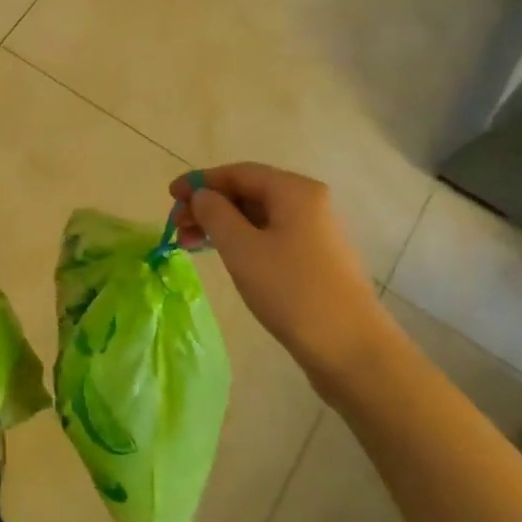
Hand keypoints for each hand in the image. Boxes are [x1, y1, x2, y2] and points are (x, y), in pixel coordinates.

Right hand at [169, 163, 395, 391]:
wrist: (351, 349)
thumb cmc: (291, 291)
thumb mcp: (242, 248)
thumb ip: (215, 213)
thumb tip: (203, 196)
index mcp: (294, 191)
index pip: (238, 172)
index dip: (200, 181)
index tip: (170, 196)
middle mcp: (308, 203)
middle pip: (248, 192)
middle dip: (208, 206)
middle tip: (177, 227)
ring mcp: (314, 232)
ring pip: (256, 217)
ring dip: (220, 226)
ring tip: (190, 246)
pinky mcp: (314, 260)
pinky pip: (269, 237)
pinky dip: (240, 241)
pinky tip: (222, 258)